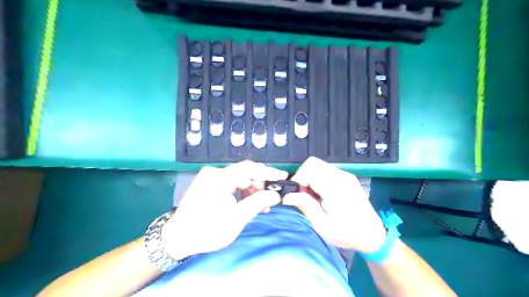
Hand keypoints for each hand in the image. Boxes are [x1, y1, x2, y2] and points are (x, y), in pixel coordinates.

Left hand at [164, 160, 286, 259]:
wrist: (176, 238)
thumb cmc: (205, 231)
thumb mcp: (235, 219)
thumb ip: (257, 203)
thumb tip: (275, 195)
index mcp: (219, 178)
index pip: (249, 168)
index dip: (268, 172)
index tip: (283, 177)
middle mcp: (214, 173)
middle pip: (244, 173)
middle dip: (260, 185)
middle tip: (272, 198)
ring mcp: (210, 177)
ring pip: (239, 178)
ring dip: (252, 190)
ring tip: (262, 205)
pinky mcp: (209, 183)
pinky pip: (231, 183)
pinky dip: (242, 192)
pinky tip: (249, 202)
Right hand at [283, 157, 387, 252]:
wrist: (373, 235)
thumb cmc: (348, 234)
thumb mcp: (323, 226)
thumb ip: (306, 206)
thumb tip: (287, 196)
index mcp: (336, 189)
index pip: (310, 169)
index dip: (298, 178)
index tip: (295, 194)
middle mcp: (341, 177)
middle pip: (313, 163)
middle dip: (302, 176)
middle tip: (301, 194)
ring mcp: (345, 175)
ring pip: (318, 165)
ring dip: (309, 176)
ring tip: (310, 196)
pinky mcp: (346, 177)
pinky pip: (326, 169)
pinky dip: (317, 177)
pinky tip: (320, 193)